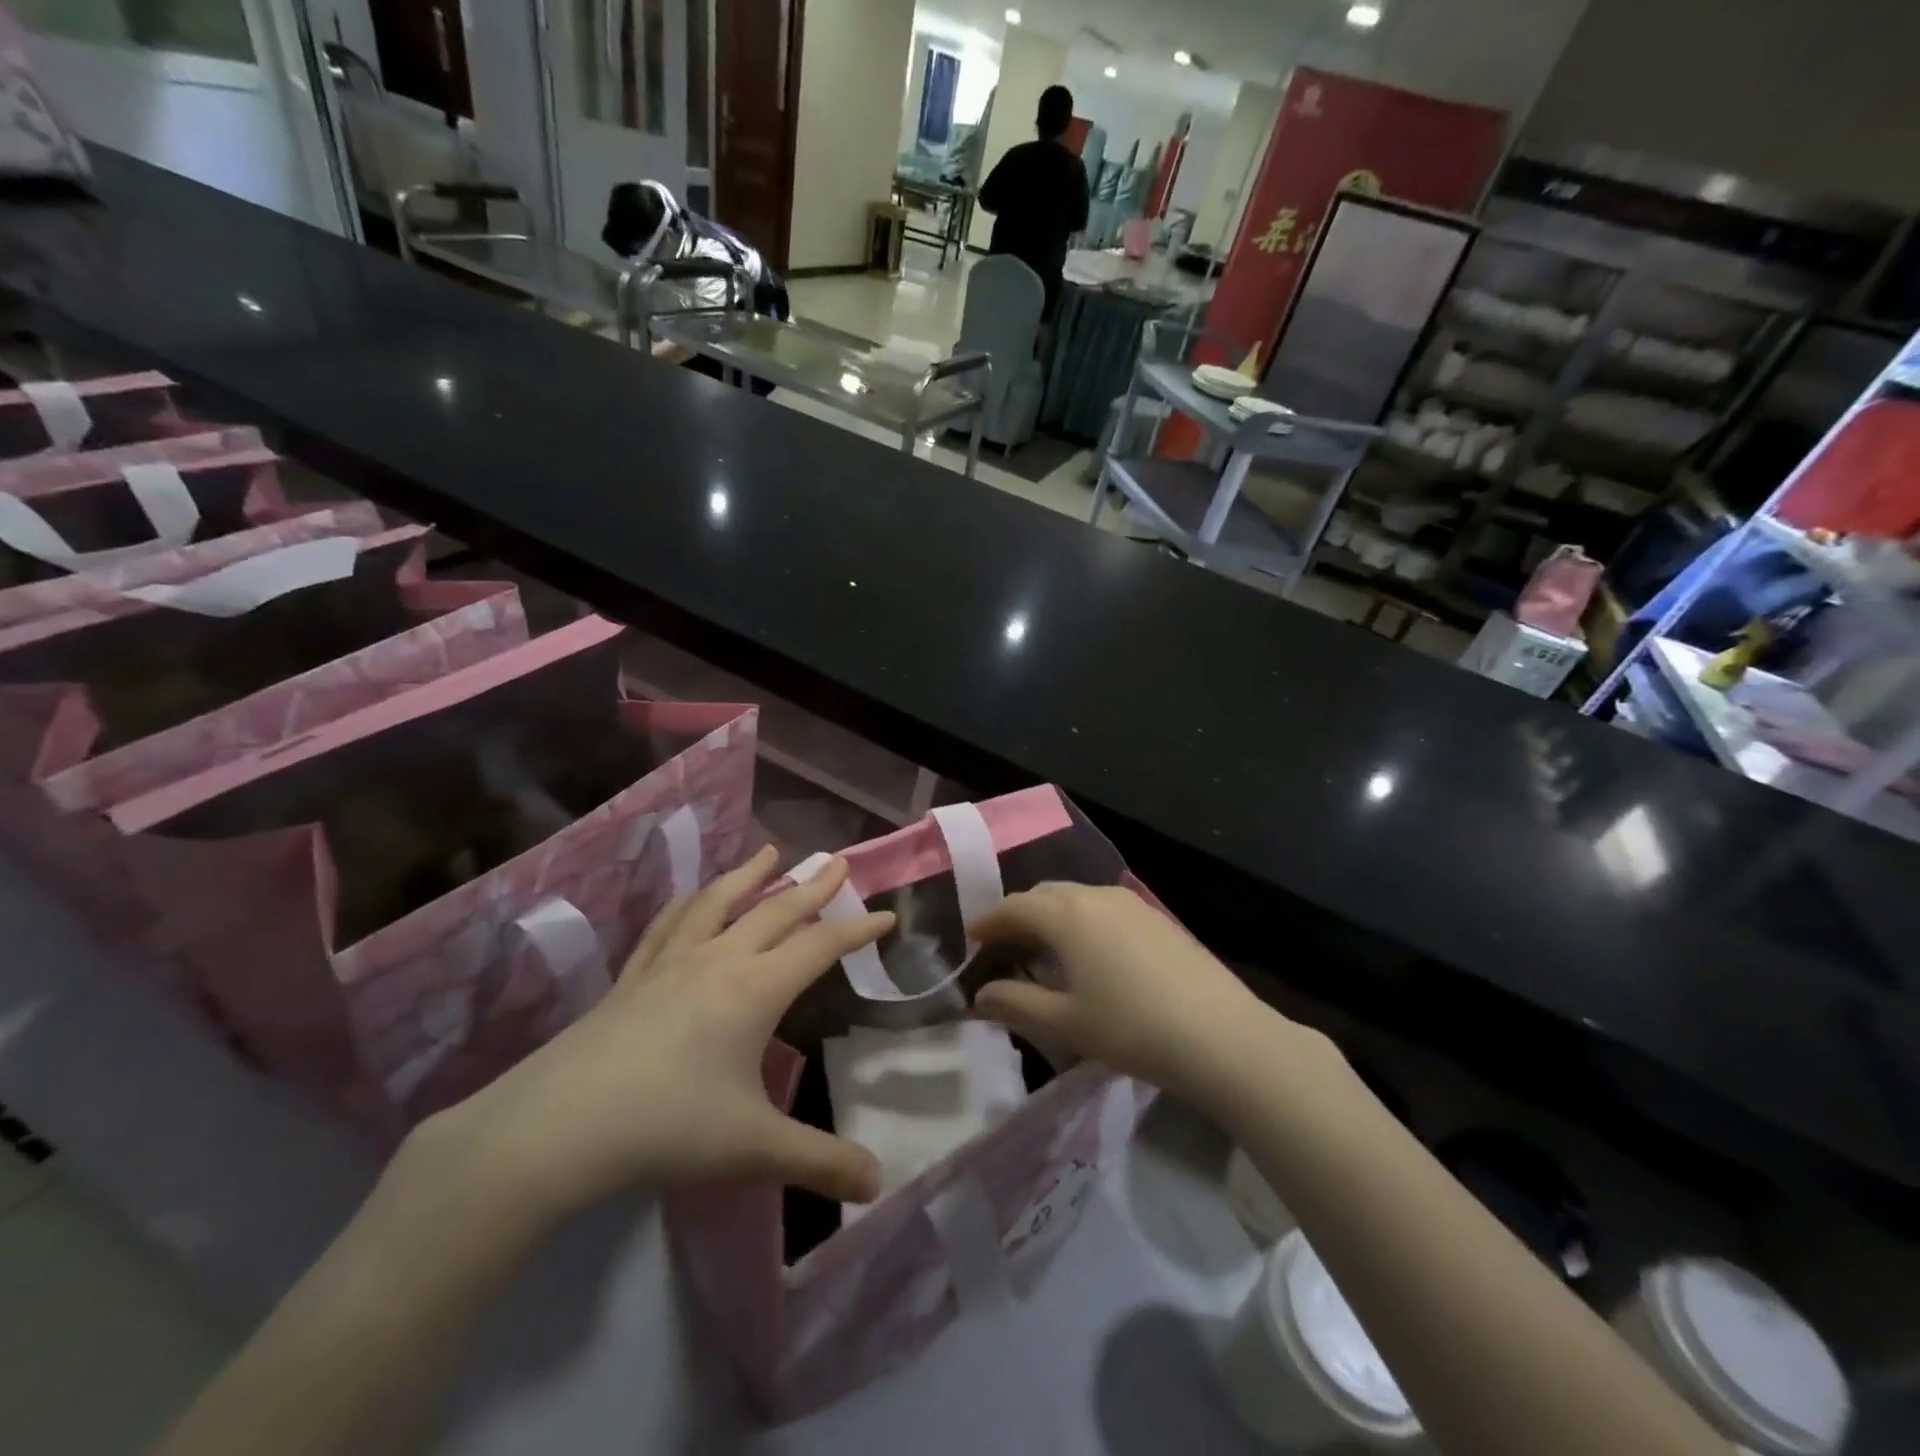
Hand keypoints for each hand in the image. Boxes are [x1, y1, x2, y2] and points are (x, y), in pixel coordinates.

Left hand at [415, 847, 890, 1231]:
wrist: (557, 1129)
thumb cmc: (667, 1129)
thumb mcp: (754, 1148)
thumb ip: (820, 1162)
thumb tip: (877, 1185)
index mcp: (756, 989)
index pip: (820, 947)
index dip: (857, 930)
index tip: (886, 915)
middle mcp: (718, 962)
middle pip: (776, 912)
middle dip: (813, 887)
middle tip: (838, 861)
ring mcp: (670, 964)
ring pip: (719, 904)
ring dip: (750, 876)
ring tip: (770, 854)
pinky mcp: (632, 978)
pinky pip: (667, 926)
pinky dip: (689, 903)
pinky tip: (692, 898)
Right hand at [970, 883, 1299, 1107]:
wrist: (1221, 1036)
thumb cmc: (1132, 1028)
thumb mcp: (1065, 1022)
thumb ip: (1015, 1003)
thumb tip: (980, 994)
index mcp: (1066, 914)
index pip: (1013, 907)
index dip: (987, 923)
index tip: (971, 942)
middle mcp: (1095, 895)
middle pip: (1043, 895)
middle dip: (1017, 916)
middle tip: (1003, 948)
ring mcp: (1130, 902)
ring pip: (1074, 897)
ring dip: (1050, 916)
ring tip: (1042, 951)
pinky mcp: (1155, 917)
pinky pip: (1101, 907)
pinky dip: (1080, 920)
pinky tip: (1088, 954)